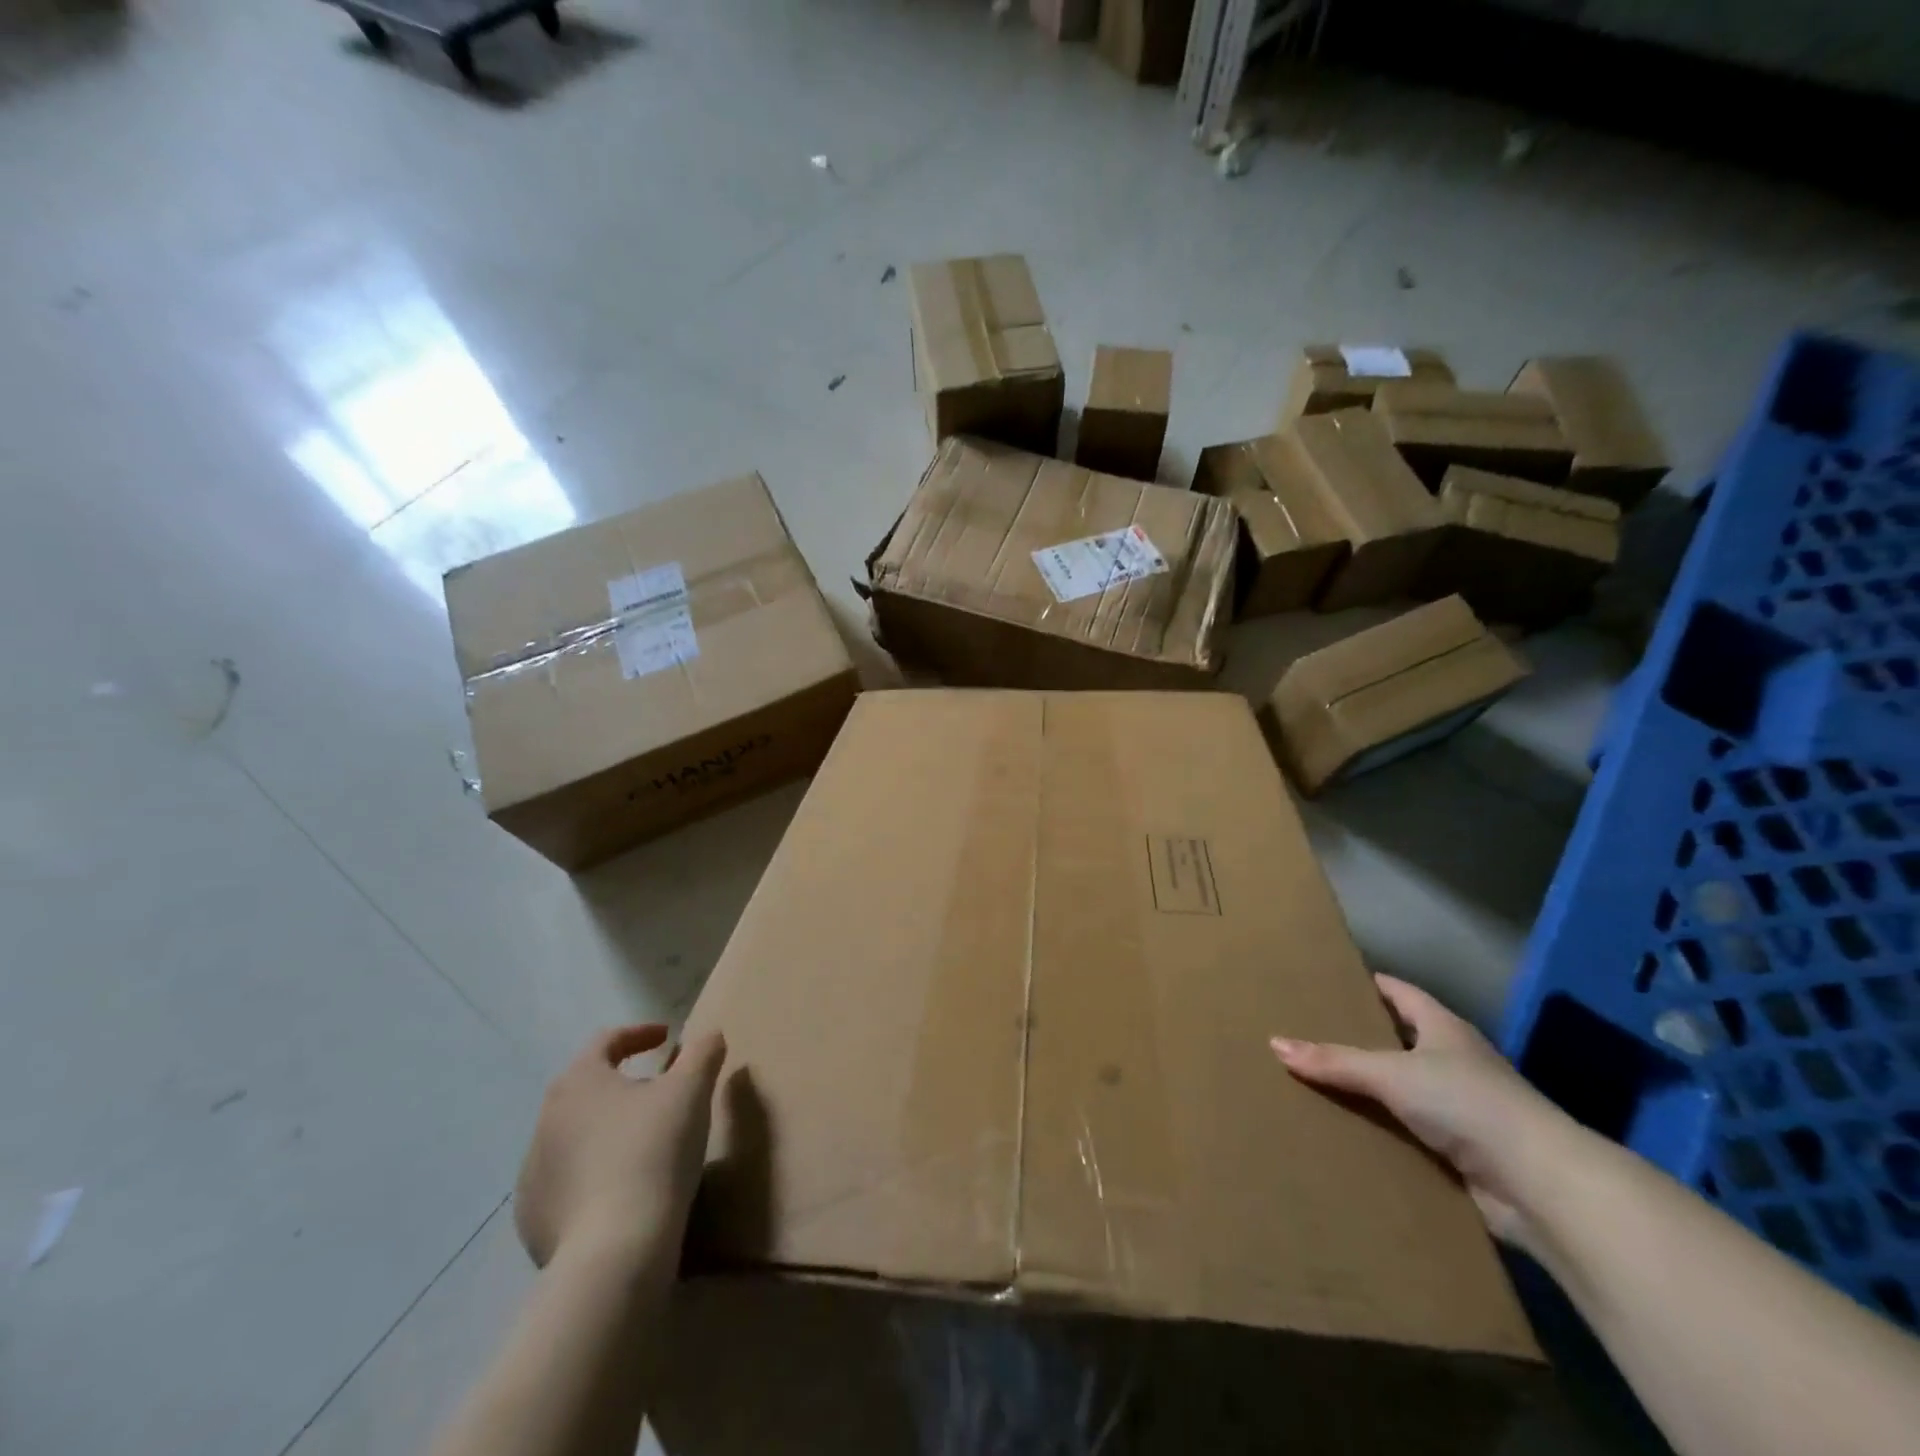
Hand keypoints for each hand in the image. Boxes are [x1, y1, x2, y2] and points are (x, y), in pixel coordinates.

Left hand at [514, 1025, 726, 1271]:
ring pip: (575, 1136)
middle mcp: (545, 1121)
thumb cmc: (654, 1151)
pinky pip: (567, 1183)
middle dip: (624, 1084)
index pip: (606, 1042)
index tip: (667, 1038)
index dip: (639, 1034)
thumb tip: (709, 1036)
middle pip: (588, 1088)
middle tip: (660, 1091)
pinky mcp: (532, 1221)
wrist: (614, 1251)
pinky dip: (592, 1176)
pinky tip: (621, 1191)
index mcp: (578, 1082)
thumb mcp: (692, 1090)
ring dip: (606, 1131)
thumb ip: (703, 1052)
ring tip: (644, 1144)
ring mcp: (532, 1174)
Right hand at [1270, 975, 1576, 1248]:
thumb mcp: (1391, 1074)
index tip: (1328, 983)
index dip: (1368, 985)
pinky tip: (1350, 1134)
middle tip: (1308, 1036)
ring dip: (1371, 1092)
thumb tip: (1275, 1044)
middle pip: (1400, 1041)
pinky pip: (1412, 1133)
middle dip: (1360, 1040)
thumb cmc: (1466, 1103)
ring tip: (1318, 1085)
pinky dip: (1385, 1132)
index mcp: (1443, 1028)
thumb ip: (1334, 1062)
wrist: (1540, 1185)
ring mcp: (1463, 1109)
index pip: (1399, 993)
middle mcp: (1455, 1062)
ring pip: (1405, 1091)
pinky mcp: (1465, 1152)